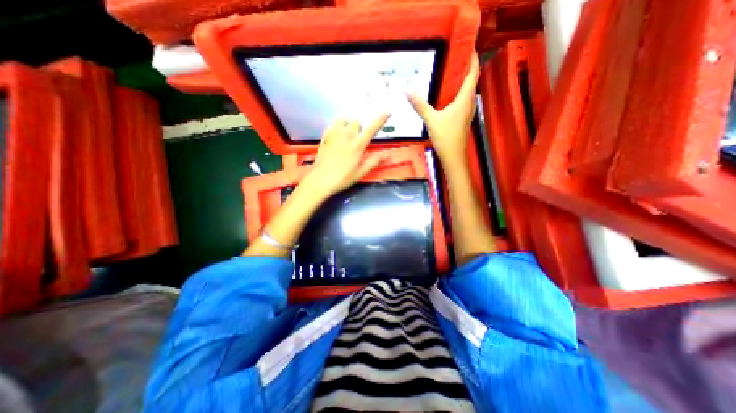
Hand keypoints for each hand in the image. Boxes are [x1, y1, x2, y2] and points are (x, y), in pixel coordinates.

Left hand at [302, 113, 390, 196]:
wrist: (321, 179)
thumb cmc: (343, 178)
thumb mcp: (361, 172)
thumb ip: (374, 161)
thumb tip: (386, 153)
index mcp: (358, 145)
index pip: (372, 128)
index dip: (381, 119)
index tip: (388, 110)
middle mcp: (347, 135)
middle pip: (357, 122)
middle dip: (359, 129)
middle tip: (358, 141)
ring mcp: (334, 134)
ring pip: (344, 120)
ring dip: (348, 126)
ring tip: (346, 137)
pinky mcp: (325, 136)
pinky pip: (333, 125)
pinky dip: (337, 128)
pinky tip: (336, 138)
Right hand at [405, 51, 480, 165]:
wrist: (453, 156)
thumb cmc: (446, 137)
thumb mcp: (431, 120)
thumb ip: (420, 105)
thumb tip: (408, 89)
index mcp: (465, 98)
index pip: (474, 72)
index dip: (472, 57)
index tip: (465, 46)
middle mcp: (469, 102)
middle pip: (470, 79)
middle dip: (463, 66)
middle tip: (450, 57)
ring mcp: (467, 111)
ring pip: (466, 90)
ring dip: (459, 80)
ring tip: (446, 73)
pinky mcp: (462, 118)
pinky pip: (462, 99)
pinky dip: (456, 92)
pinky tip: (444, 95)